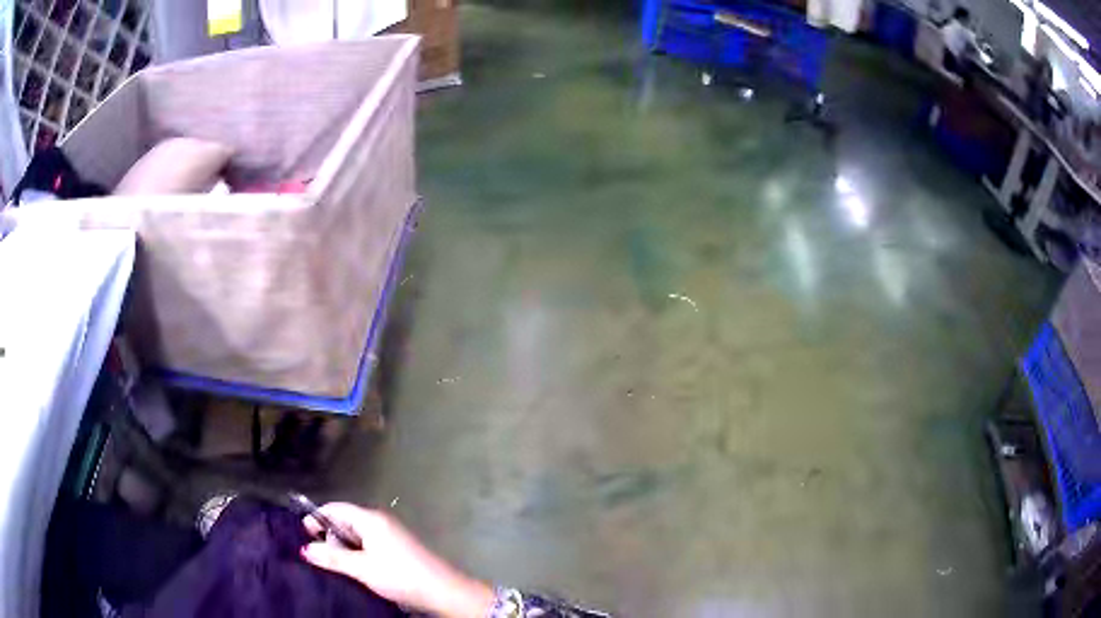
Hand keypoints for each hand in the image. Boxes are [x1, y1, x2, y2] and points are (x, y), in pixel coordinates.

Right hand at [301, 503, 494, 617]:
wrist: (442, 591)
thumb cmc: (399, 575)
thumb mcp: (361, 568)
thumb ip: (332, 558)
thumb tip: (305, 548)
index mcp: (371, 519)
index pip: (336, 508)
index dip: (318, 517)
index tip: (303, 532)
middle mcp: (380, 522)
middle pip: (346, 521)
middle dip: (329, 534)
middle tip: (318, 554)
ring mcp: (390, 536)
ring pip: (356, 535)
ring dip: (343, 547)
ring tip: (333, 564)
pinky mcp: (397, 550)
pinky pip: (368, 545)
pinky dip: (356, 553)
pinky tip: (352, 569)